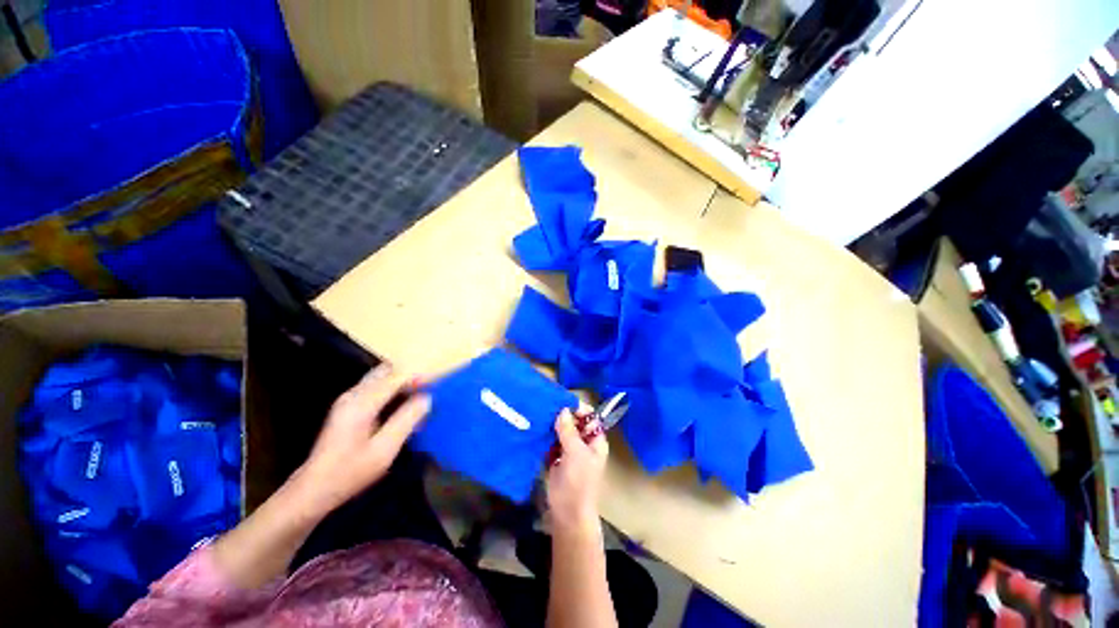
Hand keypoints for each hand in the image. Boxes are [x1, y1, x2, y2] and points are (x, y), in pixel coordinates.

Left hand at [295, 364, 429, 513]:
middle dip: (411, 375)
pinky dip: (393, 389)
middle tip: (430, 388)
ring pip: (381, 377)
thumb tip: (427, 398)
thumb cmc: (350, 472)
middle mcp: (353, 394)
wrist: (313, 490)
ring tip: (421, 395)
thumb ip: (407, 420)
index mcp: (361, 403)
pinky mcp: (348, 406)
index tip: (438, 384)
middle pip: (387, 371)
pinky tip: (403, 404)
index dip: (419, 376)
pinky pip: (376, 387)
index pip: (396, 377)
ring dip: (402, 381)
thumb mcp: (384, 450)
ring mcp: (348, 399)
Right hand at [546, 408, 608, 538]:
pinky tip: (537, 427)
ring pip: (562, 431)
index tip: (562, 402)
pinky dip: (547, 435)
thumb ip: (568, 431)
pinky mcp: (557, 458)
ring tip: (540, 413)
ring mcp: (570, 450)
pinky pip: (552, 441)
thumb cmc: (579, 481)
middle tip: (548, 405)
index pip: (589, 417)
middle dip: (563, 415)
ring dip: (553, 424)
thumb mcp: (576, 453)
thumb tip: (562, 410)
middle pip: (575, 423)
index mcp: (595, 440)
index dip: (578, 409)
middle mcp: (584, 443)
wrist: (568, 512)